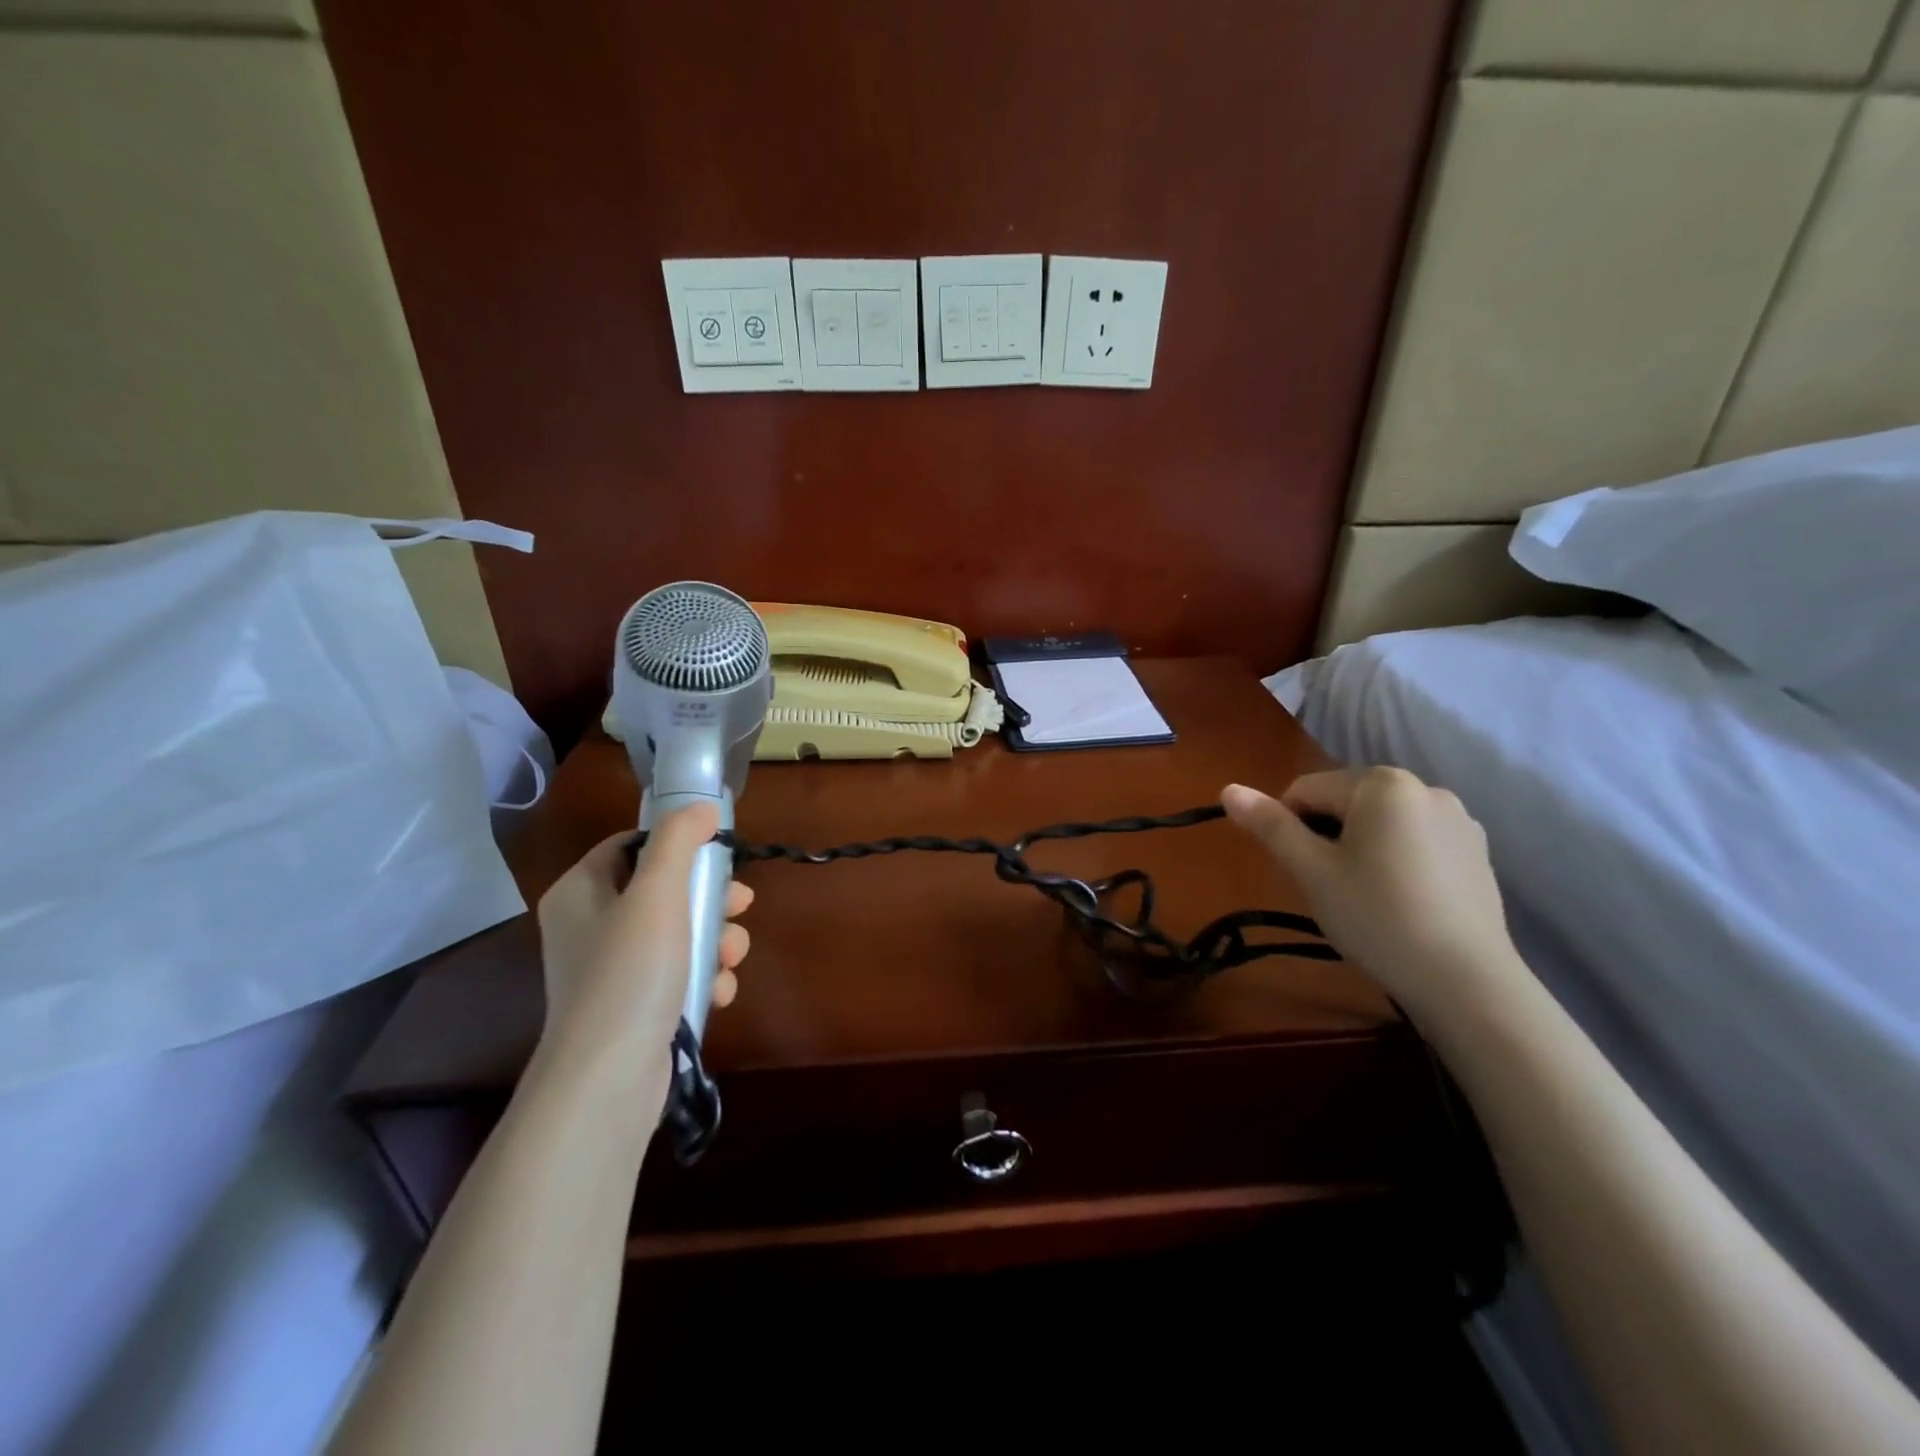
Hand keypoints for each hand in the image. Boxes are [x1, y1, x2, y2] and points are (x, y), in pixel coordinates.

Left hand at [535, 803, 752, 1093]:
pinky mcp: (634, 1008)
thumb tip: (701, 807)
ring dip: (716, 941)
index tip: (718, 855)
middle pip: (664, 890)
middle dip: (710, 899)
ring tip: (731, 958)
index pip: (631, 845)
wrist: (608, 1079)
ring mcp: (612, 972)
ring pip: (679, 934)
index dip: (677, 844)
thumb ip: (679, 841)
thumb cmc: (629, 973)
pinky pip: (678, 975)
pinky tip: (718, 992)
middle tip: (741, 906)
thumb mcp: (657, 893)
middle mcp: (590, 927)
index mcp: (581, 892)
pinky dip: (703, 978)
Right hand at [1221, 768, 1523, 1020]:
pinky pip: (1415, 840)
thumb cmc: (1377, 917)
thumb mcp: (1311, 871)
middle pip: (1346, 801)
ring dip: (1360, 847)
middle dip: (1327, 836)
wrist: (1466, 983)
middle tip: (1330, 887)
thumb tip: (1227, 789)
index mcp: (1383, 784)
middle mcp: (1425, 788)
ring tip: (1365, 896)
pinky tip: (1401, 900)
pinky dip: (1396, 859)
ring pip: (1380, 822)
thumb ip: (1270, 825)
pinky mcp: (1476, 851)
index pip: (1306, 789)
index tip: (1299, 871)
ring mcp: (1458, 820)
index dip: (1288, 827)